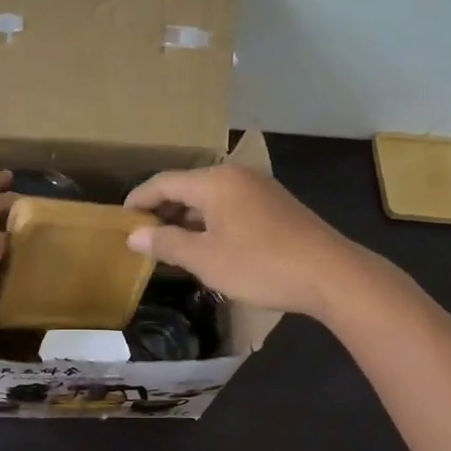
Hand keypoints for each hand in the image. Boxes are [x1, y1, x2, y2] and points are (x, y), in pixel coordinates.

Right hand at [124, 165, 361, 318]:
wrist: (330, 274)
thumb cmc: (260, 264)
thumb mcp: (205, 259)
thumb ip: (166, 243)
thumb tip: (134, 235)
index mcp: (215, 182)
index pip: (164, 182)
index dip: (139, 199)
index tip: (120, 218)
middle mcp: (236, 176)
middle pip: (188, 186)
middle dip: (163, 208)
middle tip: (142, 234)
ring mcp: (260, 189)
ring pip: (211, 198)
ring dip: (187, 217)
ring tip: (169, 242)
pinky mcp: (276, 206)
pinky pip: (231, 206)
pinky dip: (211, 221)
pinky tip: (208, 244)